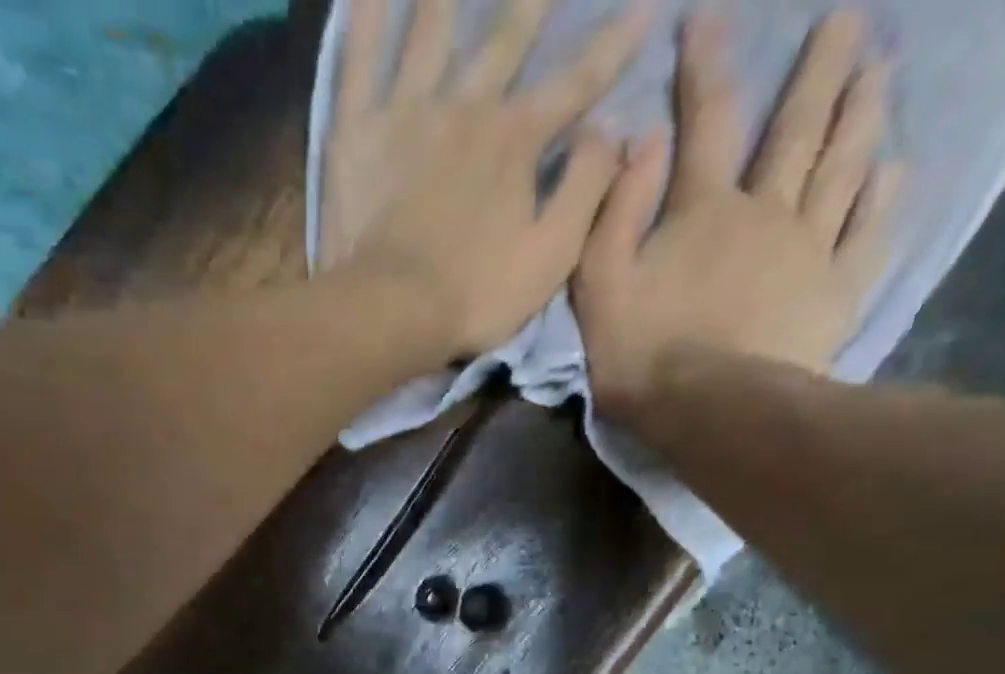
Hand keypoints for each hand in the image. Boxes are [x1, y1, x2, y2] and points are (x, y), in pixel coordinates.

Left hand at [319, 0, 650, 357]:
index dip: (615, 44)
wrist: (392, 312)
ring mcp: (407, 112)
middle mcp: (467, 105)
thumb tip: (613, 129)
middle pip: (507, 34)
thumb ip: (587, 188)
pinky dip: (363, 16)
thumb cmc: (475, 296)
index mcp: (517, 139)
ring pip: (431, 26)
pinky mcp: (357, 131)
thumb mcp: (551, 256)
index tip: (647, 6)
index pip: (577, 81)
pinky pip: (358, 58)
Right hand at [575, 10, 902, 411]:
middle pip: (796, 130)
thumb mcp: (600, 286)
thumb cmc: (644, 354)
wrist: (710, 410)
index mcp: (704, 210)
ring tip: (881, 67)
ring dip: (862, 114)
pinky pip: (865, 234)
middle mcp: (766, 212)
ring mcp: (809, 249)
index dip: (706, 65)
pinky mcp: (836, 292)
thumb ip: (615, 213)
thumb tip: (639, 139)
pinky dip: (881, 198)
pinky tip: (893, 168)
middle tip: (847, 18)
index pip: (707, 121)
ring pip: (842, 168)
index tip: (710, 16)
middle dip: (818, 70)